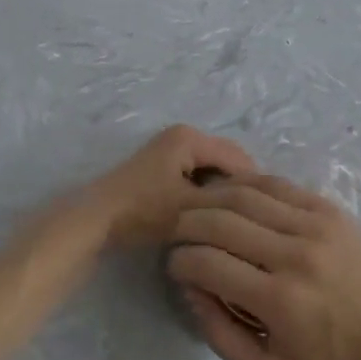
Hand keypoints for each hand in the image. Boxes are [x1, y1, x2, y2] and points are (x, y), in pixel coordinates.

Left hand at [57, 124, 255, 249]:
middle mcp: (181, 135)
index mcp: (190, 137)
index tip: (265, 220)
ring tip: (233, 224)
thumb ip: (228, 205)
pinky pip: (195, 177)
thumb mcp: (191, 209)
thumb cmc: (143, 210)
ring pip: (210, 172)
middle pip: (226, 162)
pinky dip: (204, 195)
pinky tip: (209, 220)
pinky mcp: (160, 167)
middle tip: (251, 223)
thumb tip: (258, 208)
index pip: (239, 159)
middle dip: (238, 190)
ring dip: (221, 194)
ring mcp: (168, 150)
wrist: (95, 220)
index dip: (254, 189)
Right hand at [167, 172, 360, 359]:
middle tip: (177, 233)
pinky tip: (228, 192)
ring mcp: (312, 225)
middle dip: (186, 224)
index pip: (208, 264)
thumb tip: (189, 289)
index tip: (175, 266)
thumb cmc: (329, 356)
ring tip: (197, 209)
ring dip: (209, 198)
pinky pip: (273, 183)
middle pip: (219, 222)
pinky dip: (242, 184)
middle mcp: (293, 256)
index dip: (180, 262)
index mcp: (279, 301)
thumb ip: (219, 335)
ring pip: (242, 194)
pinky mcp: (325, 208)